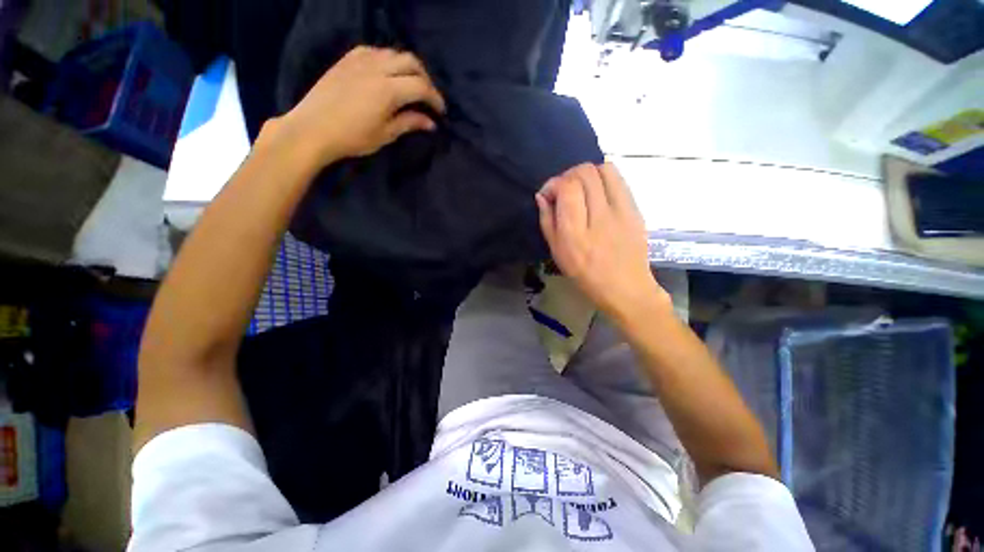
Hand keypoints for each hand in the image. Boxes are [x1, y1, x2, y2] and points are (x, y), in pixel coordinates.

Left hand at [272, 46, 445, 168]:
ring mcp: (360, 60)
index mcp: (388, 90)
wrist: (312, 128)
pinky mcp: (348, 59)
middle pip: (411, 62)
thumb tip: (430, 123)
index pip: (421, 86)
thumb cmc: (352, 137)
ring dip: (408, 67)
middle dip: (425, 79)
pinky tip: (387, 74)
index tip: (441, 112)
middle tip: (428, 97)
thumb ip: (409, 123)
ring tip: (410, 85)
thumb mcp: (385, 134)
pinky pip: (375, 51)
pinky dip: (388, 60)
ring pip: (394, 53)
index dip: (435, 98)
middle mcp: (377, 67)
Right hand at [535, 163, 668, 319]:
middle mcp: (599, 218)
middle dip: (568, 175)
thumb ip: (547, 221)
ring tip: (582, 188)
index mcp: (575, 234)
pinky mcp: (636, 209)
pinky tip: (598, 193)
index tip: (549, 194)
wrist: (625, 288)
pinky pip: (619, 179)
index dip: (554, 183)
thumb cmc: (585, 275)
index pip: (567, 188)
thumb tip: (542, 196)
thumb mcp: (557, 253)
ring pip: (604, 169)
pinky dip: (604, 178)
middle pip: (585, 173)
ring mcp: (622, 212)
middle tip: (564, 190)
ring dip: (588, 173)